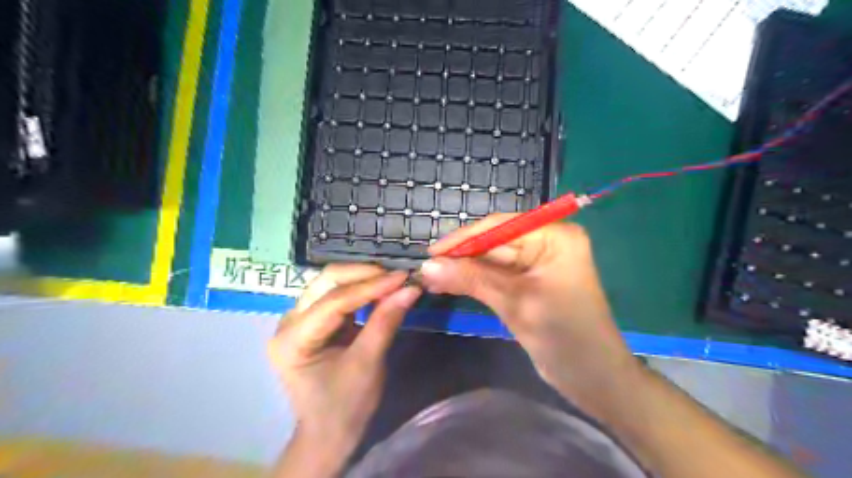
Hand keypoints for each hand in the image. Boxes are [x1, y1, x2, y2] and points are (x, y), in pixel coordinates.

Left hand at [267, 267, 420, 472]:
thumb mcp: (368, 364)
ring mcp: (298, 319)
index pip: (334, 301)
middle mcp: (288, 322)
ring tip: (392, 280)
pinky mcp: (312, 320)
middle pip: (326, 282)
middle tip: (397, 277)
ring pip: (330, 283)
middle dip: (364, 275)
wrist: (329, 433)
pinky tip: (380, 289)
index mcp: (292, 340)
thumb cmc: (345, 406)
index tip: (403, 277)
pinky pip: (336, 294)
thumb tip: (411, 289)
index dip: (371, 286)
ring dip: (363, 278)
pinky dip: (360, 289)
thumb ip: (385, 322)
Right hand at [419, 217, 638, 413]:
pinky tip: (450, 284)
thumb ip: (471, 279)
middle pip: (494, 242)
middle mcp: (547, 242)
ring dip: (464, 270)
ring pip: (492, 260)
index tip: (430, 253)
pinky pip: (498, 275)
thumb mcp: (515, 303)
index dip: (463, 239)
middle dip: (461, 257)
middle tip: (425, 270)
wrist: (594, 379)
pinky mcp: (531, 282)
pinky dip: (475, 281)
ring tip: (431, 278)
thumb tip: (427, 266)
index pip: (500, 227)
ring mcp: (539, 263)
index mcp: (554, 237)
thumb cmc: (564, 337)